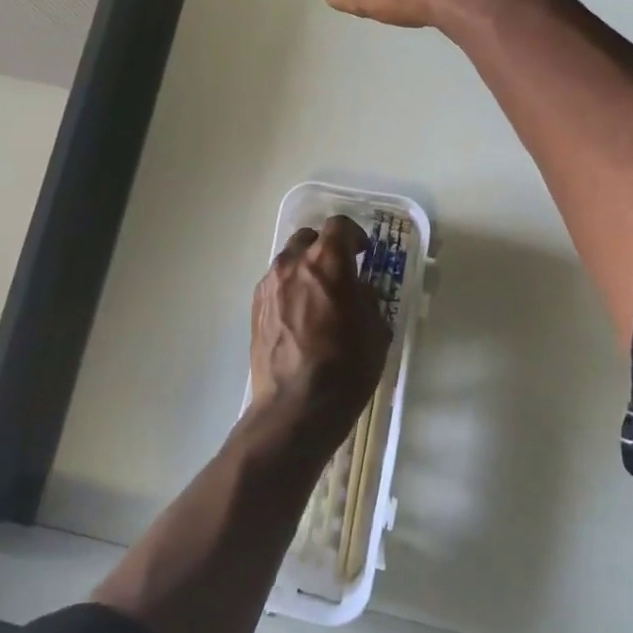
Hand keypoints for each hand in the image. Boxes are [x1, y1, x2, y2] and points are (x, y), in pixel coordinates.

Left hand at [248, 216, 391, 451]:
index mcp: (328, 262)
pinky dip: (289, 290)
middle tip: (341, 273)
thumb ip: (367, 299)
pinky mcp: (255, 308)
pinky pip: (275, 285)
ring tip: (318, 297)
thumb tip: (357, 290)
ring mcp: (269, 285)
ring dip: (305, 269)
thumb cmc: (346, 368)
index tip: (364, 254)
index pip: (339, 225)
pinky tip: (300, 317)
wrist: (295, 407)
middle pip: (308, 238)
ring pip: (288, 261)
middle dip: (326, 249)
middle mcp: (293, 264)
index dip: (354, 235)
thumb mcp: (376, 331)